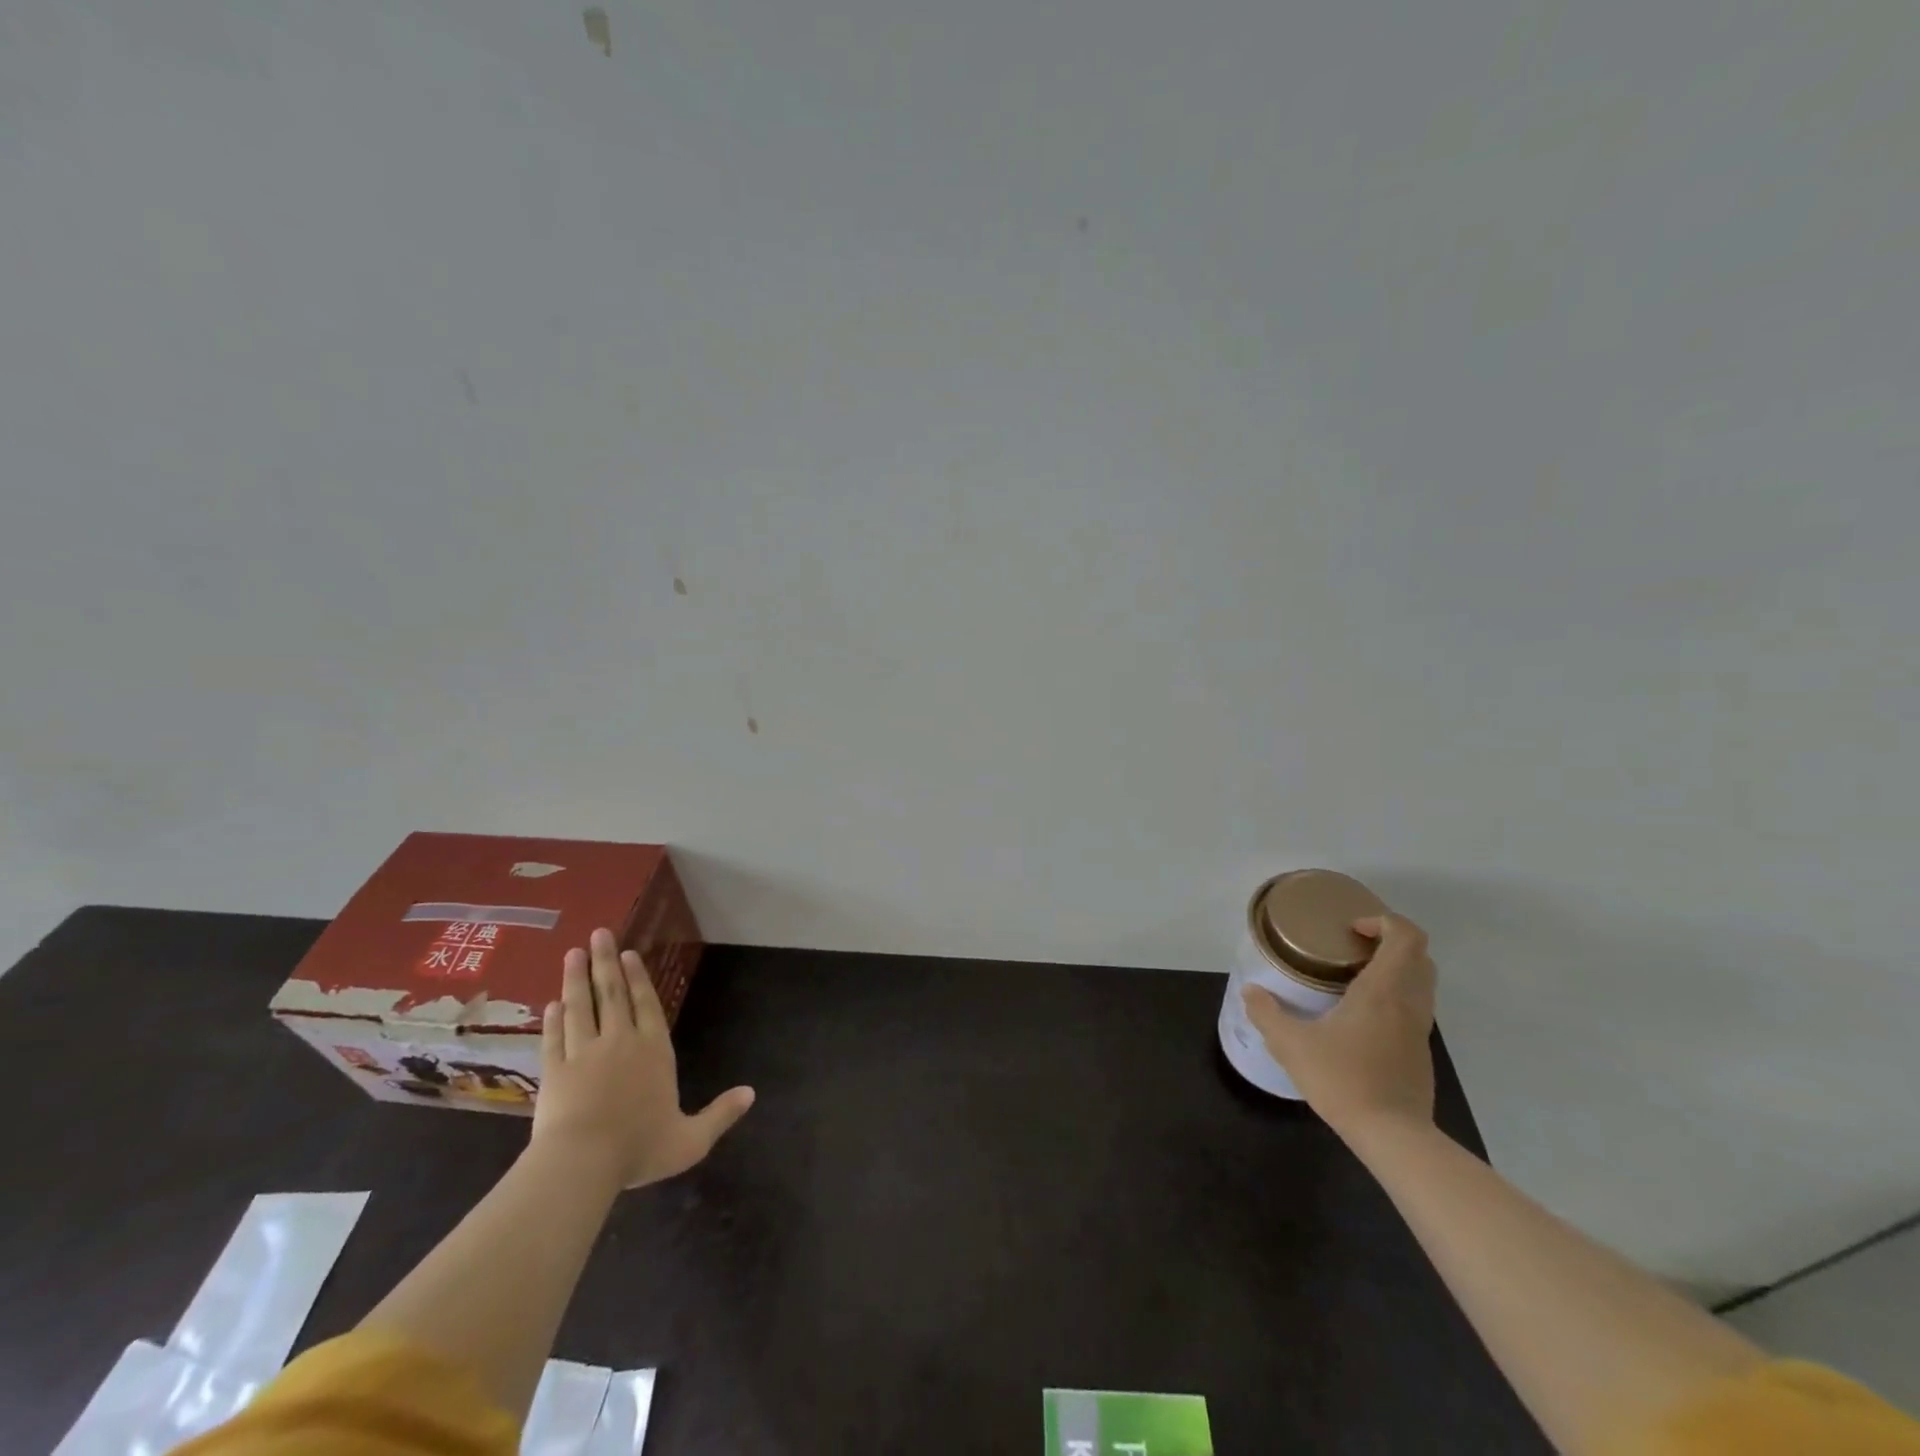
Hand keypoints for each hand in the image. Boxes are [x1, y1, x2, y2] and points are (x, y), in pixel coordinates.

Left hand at [530, 927, 753, 1189]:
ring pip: (580, 1008)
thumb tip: (752, 1094)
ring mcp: (584, 1054)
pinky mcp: (554, 1072)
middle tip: (599, 934)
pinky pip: (555, 1038)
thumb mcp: (690, 1140)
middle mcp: (620, 1042)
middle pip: (612, 995)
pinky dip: (553, 1020)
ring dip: (576, 979)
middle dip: (606, 963)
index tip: (628, 954)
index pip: (646, 1005)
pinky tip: (552, 1004)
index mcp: (654, 1052)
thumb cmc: (639, 1149)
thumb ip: (720, 1115)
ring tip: (573, 952)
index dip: (638, 978)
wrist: (581, 1164)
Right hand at [1242, 912, 1436, 1140]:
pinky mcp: (1419, 1052)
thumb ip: (1268, 1014)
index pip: (1406, 936)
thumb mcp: (1292, 1045)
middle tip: (1351, 948)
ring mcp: (1419, 1029)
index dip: (1383, 921)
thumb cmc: (1344, 1080)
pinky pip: (1414, 1007)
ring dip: (1394, 970)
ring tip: (1353, 978)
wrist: (1393, 1136)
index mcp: (1383, 990)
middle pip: (1419, 955)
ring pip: (1421, 982)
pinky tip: (1359, 1016)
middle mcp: (1409, 1003)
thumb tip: (1251, 992)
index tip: (1351, 930)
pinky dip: (1394, 997)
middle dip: (1389, 942)